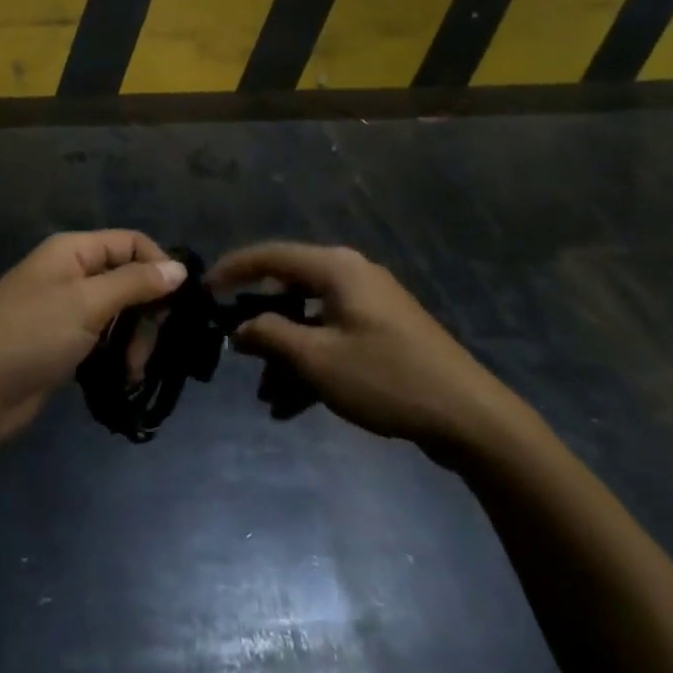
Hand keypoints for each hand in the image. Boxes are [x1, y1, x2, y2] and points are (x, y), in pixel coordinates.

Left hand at [0, 231, 185, 443]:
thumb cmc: (31, 334)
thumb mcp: (87, 303)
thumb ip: (135, 283)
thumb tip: (179, 268)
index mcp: (73, 251)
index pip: (131, 243)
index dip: (159, 266)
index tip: (180, 302)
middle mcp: (71, 274)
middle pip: (128, 280)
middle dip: (146, 313)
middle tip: (151, 347)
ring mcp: (66, 311)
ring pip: (118, 315)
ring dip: (134, 341)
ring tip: (133, 371)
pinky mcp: (62, 345)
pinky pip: (103, 342)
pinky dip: (117, 357)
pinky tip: (123, 379)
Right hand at [209, 243, 519, 456]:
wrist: (469, 417)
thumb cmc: (386, 377)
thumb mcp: (317, 360)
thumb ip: (270, 336)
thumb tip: (239, 327)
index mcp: (335, 268)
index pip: (270, 256)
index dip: (233, 270)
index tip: (204, 290)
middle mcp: (351, 275)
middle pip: (290, 290)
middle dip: (262, 325)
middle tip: (236, 351)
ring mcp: (370, 304)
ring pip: (310, 320)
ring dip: (286, 354)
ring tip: (267, 396)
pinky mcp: (383, 332)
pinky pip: (333, 338)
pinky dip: (312, 363)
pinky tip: (293, 405)